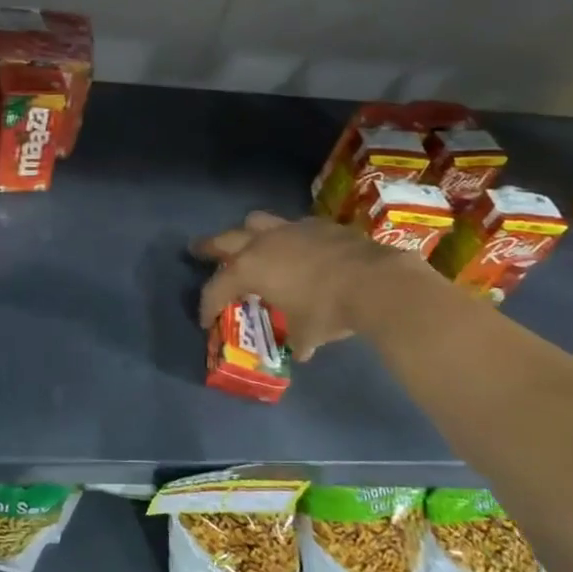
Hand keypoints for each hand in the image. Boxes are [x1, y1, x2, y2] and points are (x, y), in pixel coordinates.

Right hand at [193, 211, 405, 360]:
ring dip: (246, 233)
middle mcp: (262, 243)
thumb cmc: (328, 310)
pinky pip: (292, 226)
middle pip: (224, 240)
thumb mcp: (306, 333)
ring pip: (256, 222)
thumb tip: (300, 350)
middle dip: (209, 247)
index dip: (207, 306)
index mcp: (250, 269)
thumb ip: (296, 338)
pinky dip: (287, 237)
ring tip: (247, 242)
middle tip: (197, 250)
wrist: (375, 281)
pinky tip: (295, 248)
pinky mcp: (318, 224)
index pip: (216, 288)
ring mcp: (290, 229)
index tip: (205, 320)